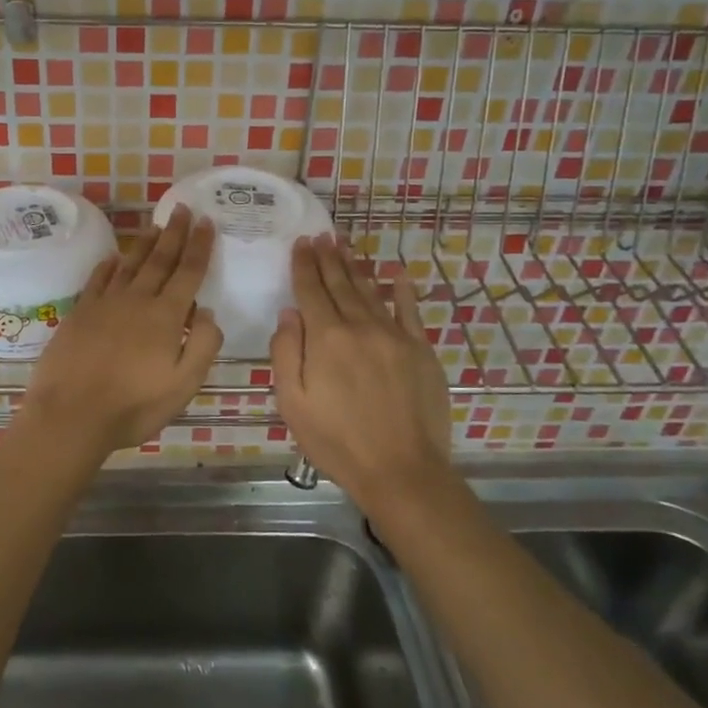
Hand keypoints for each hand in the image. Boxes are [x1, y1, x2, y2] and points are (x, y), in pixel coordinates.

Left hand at [17, 205, 222, 462]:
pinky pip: (98, 279)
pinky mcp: (80, 312)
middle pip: (159, 259)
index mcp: (165, 316)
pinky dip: (109, 265)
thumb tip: (206, 311)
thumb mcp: (183, 385)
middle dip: (174, 233)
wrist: (70, 414)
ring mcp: (105, 304)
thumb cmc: (133, 406)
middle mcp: (136, 300)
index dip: (199, 246)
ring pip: (130, 264)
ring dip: (145, 243)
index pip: (188, 272)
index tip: (206, 222)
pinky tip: (114, 257)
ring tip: (156, 225)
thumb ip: (203, 345)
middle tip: (182, 208)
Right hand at [270, 237, 452, 511]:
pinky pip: (410, 310)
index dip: (304, 266)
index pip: (311, 291)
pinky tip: (397, 273)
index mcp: (326, 338)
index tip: (301, 244)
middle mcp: (360, 327)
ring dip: (356, 267)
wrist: (402, 470)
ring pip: (370, 292)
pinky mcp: (421, 350)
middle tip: (321, 236)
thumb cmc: (337, 442)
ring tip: (345, 246)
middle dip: (328, 258)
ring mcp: (394, 336)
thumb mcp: (293, 403)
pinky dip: (402, 289)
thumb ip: (286, 353)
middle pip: (341, 284)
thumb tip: (289, 313)